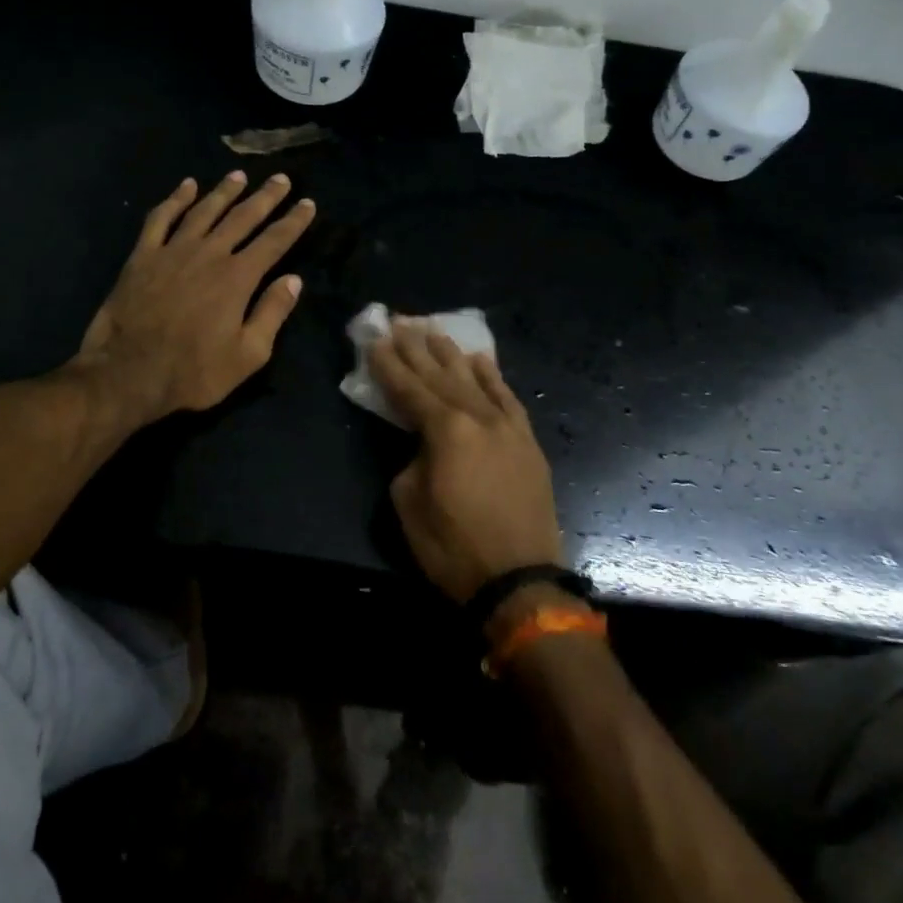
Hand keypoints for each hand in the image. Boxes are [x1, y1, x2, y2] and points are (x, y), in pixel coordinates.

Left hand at [76, 171, 315, 422]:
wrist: (126, 374)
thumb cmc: (193, 371)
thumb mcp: (247, 355)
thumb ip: (272, 313)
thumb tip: (293, 280)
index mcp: (238, 277)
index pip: (274, 241)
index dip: (294, 221)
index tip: (308, 202)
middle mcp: (209, 253)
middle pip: (243, 217)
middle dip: (265, 197)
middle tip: (281, 179)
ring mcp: (173, 250)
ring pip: (205, 210)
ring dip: (224, 191)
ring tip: (239, 176)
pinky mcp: (143, 255)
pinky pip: (161, 218)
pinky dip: (175, 199)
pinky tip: (186, 186)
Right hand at [369, 320, 562, 604]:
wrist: (519, 582)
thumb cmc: (454, 548)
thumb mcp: (409, 505)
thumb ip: (412, 460)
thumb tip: (422, 445)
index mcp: (446, 430)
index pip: (410, 389)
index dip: (389, 365)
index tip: (375, 340)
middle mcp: (479, 417)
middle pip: (441, 375)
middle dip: (417, 348)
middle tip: (400, 320)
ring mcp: (507, 427)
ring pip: (474, 379)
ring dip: (451, 354)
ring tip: (433, 330)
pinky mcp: (527, 442)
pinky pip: (508, 398)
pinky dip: (492, 377)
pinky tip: (481, 360)